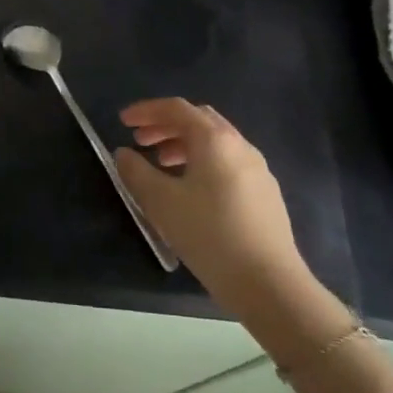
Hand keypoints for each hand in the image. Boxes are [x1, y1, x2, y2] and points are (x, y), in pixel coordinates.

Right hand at [114, 99, 314, 320]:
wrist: (268, 283)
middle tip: (140, 141)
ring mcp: (258, 170)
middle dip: (166, 125)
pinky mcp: (266, 194)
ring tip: (162, 164)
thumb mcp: (161, 202)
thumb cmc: (209, 234)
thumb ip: (136, 172)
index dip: (146, 111)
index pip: (176, 109)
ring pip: (216, 142)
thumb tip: (124, 154)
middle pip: (199, 120)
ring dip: (184, 145)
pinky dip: (203, 162)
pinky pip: (228, 163)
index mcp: (215, 140)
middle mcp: (240, 146)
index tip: (123, 121)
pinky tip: (192, 190)